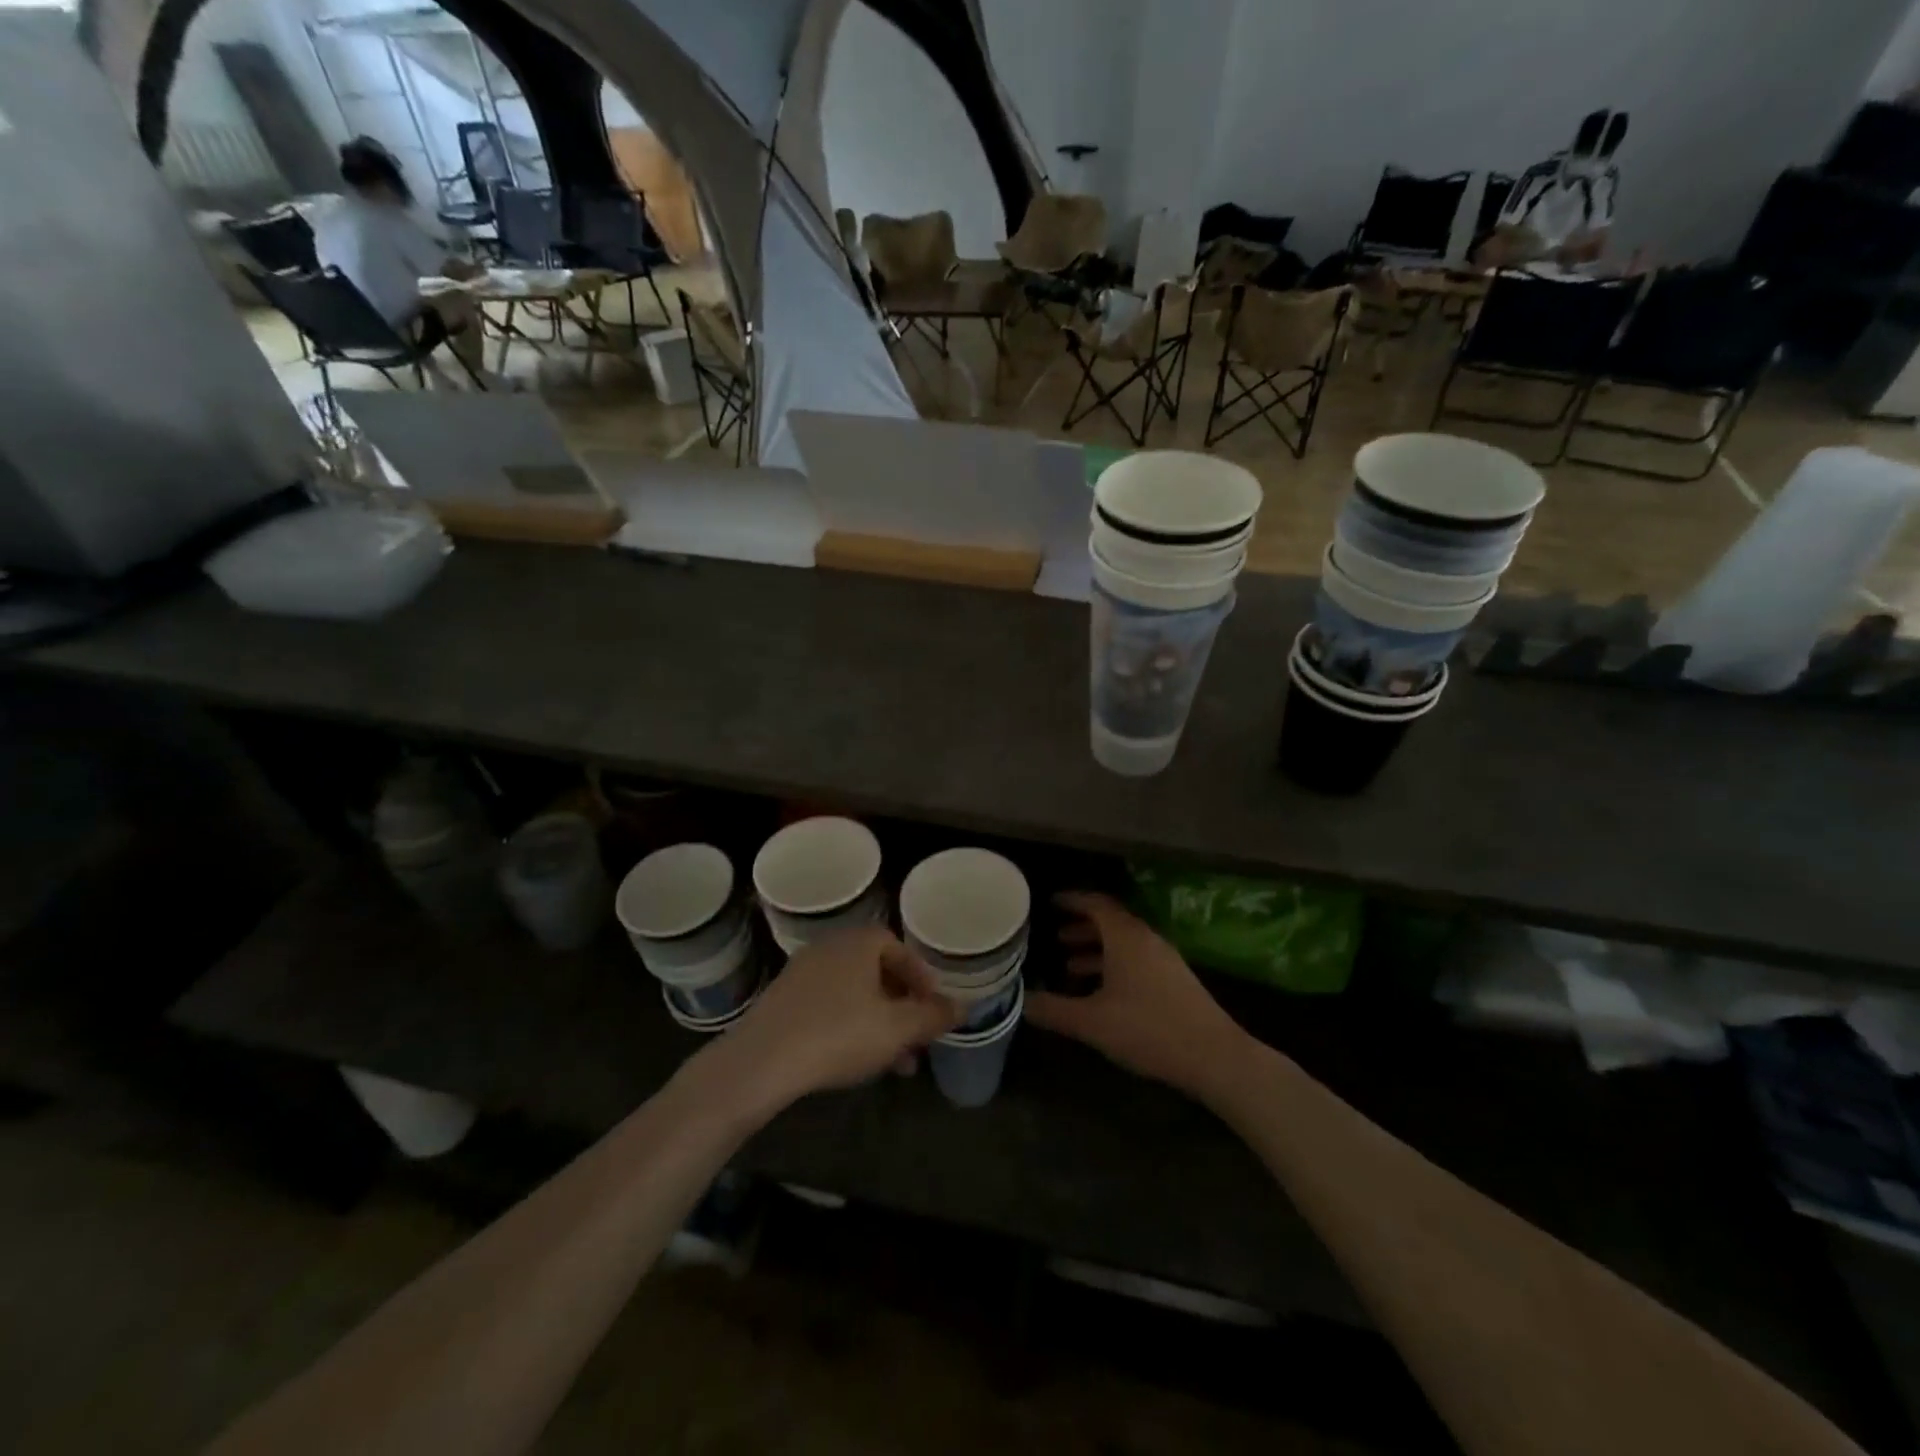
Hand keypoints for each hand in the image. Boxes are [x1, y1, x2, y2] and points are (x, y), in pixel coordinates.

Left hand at [699, 927, 959, 1119]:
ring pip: (854, 994)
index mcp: (859, 942)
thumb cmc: (839, 1034)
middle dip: (902, 1007)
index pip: (899, 949)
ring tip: (894, 1063)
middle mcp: (830, 947)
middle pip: (877, 972)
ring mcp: (802, 972)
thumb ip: (933, 1016)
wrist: (761, 1062)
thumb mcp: (898, 1029)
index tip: (932, 1009)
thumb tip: (963, 1006)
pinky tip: (855, 1062)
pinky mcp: (783, 1000)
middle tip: (916, 1040)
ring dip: (879, 1022)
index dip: (921, 979)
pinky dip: (849, 1026)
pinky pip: (828, 1006)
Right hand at [1027, 892, 1247, 1100]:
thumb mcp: (1093, 1022)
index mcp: (1126, 937)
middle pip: (1111, 922)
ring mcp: (1165, 959)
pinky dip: (1115, 966)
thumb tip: (1021, 1001)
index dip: (1072, 900)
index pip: (1096, 904)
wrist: (1214, 1056)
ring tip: (1071, 967)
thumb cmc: (1148, 1029)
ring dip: (1097, 950)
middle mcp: (1146, 940)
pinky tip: (1103, 993)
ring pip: (1124, 944)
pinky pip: (1137, 960)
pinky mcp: (1175, 980)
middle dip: (1082, 927)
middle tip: (1055, 938)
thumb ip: (1054, 1010)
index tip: (1051, 902)